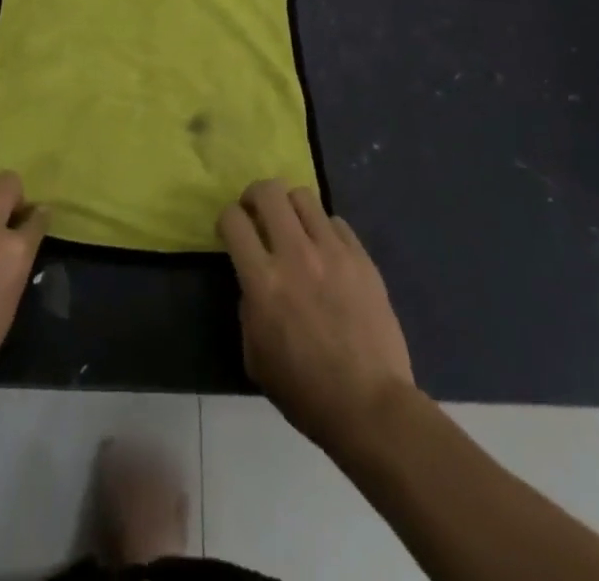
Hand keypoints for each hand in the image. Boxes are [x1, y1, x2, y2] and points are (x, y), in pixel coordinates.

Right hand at [218, 180, 413, 451]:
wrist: (371, 407)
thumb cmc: (306, 392)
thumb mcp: (255, 356)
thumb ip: (248, 308)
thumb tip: (254, 282)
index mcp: (263, 281)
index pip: (233, 220)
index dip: (226, 218)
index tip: (231, 231)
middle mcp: (295, 255)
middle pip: (268, 191)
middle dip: (255, 196)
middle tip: (257, 214)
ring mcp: (333, 252)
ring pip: (303, 196)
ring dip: (290, 207)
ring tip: (293, 227)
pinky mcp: (362, 258)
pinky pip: (336, 222)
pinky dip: (323, 229)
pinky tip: (325, 251)